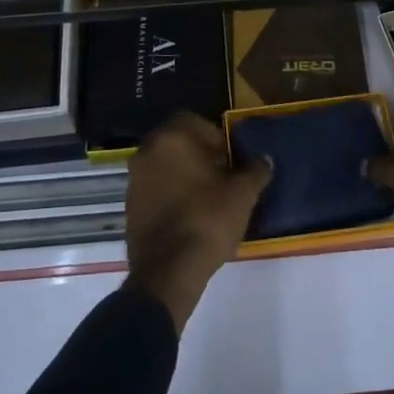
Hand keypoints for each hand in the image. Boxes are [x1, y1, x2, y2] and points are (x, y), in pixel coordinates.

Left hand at [125, 111, 271, 332]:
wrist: (167, 272)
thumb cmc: (207, 221)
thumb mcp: (242, 194)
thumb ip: (255, 170)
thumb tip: (264, 160)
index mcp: (172, 138)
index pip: (195, 121)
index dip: (216, 137)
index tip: (231, 159)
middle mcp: (147, 151)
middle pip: (178, 143)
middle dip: (200, 155)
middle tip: (222, 176)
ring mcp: (134, 179)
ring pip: (165, 166)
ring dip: (184, 175)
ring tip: (208, 198)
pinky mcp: (129, 206)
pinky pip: (155, 189)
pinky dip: (171, 195)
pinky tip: (189, 215)